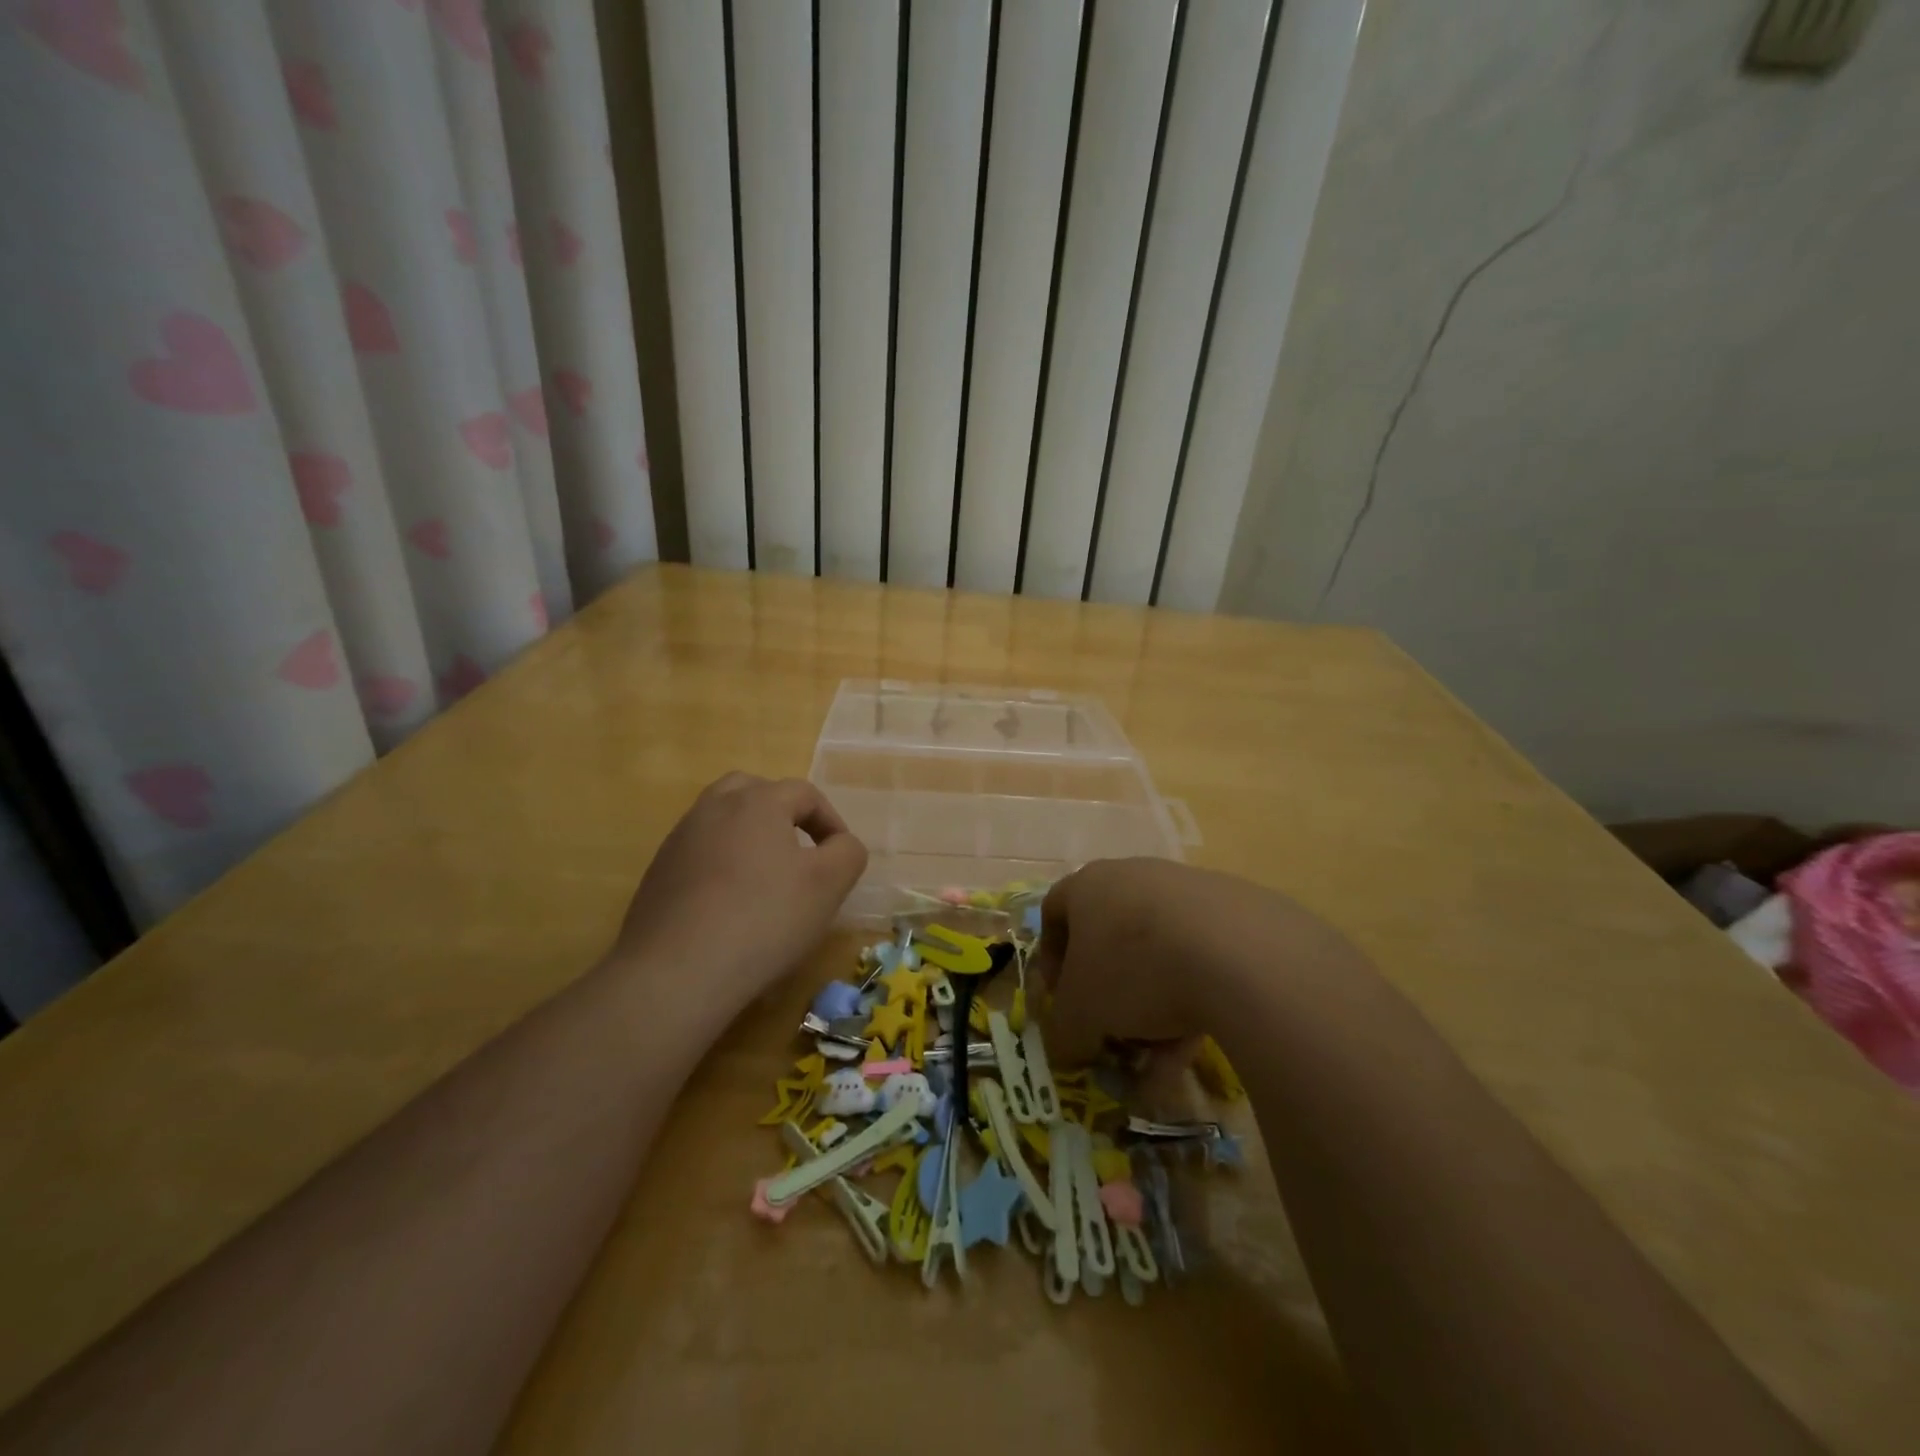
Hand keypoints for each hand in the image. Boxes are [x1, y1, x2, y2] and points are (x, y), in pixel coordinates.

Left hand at [612, 773, 867, 1015]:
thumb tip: (841, 844)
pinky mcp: (658, 873)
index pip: (805, 793)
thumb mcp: (828, 885)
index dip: (831, 821)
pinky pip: (699, 852)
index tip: (841, 858)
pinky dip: (721, 864)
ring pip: (722, 819)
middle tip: (799, 849)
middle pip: (754, 791)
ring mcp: (679, 839)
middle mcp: (714, 807)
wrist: (676, 972)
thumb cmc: (764, 919)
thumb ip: (848, 853)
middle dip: (783, 814)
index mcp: (757, 801)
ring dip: (749, 836)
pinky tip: (730, 903)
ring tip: (766, 875)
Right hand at [1036, 859, 1317, 1064]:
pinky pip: (1201, 959)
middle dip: (1109, 990)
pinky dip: (1193, 999)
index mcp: (1089, 884)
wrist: (1237, 953)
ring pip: (1158, 954)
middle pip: (1111, 936)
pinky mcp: (1236, 911)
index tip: (1061, 998)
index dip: (1052, 958)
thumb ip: (1064, 1031)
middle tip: (1112, 1030)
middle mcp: (1135, 876)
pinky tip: (1198, 1043)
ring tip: (1160, 1057)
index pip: (1055, 911)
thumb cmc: (1134, 970)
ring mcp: (1188, 890)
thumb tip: (1067, 1046)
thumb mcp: (1081, 1014)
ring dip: (1152, 1005)